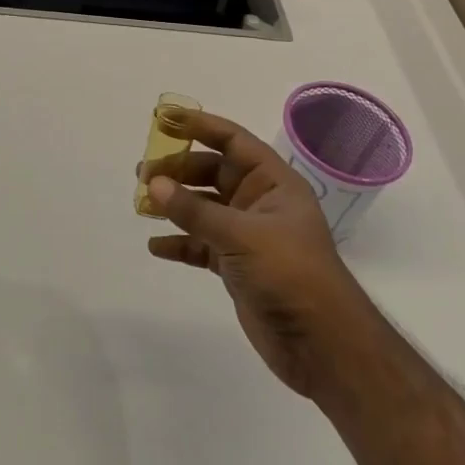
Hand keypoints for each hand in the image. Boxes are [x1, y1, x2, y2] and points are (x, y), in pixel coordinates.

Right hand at [142, 112, 366, 399]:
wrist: (323, 345)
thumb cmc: (290, 273)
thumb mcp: (241, 235)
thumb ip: (195, 210)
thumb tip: (153, 183)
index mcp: (273, 183)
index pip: (233, 141)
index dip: (200, 125)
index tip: (164, 118)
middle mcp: (259, 203)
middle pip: (212, 173)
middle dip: (178, 170)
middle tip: (142, 173)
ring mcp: (248, 236)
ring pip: (203, 208)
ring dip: (174, 205)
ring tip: (142, 203)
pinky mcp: (237, 267)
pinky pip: (200, 245)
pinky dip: (179, 243)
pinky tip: (156, 246)